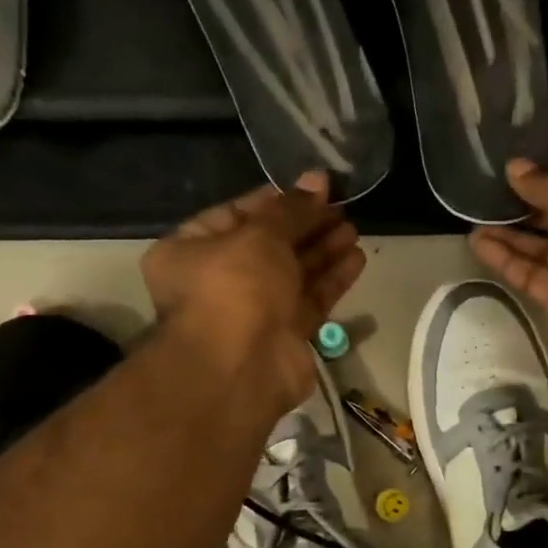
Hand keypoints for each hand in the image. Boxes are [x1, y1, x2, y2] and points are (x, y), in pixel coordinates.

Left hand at [142, 172, 365, 414]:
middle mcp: (218, 281)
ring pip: (292, 274)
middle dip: (306, 226)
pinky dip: (331, 280)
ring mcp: (252, 312)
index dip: (277, 200)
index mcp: (190, 250)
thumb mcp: (260, 235)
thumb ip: (292, 209)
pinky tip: (357, 258)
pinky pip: (309, 301)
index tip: (315, 188)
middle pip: (269, 245)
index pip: (237, 214)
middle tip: (341, 207)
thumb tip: (317, 179)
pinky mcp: (284, 337)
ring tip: (354, 229)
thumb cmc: (235, 288)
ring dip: (323, 251)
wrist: (241, 368)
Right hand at [469, 159, 547, 387]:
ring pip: (542, 247)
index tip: (514, 168)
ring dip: (510, 232)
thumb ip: (546, 183)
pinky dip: (506, 260)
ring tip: (473, 215)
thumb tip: (514, 168)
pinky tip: (477, 242)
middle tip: (487, 190)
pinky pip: (531, 276)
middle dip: (527, 203)